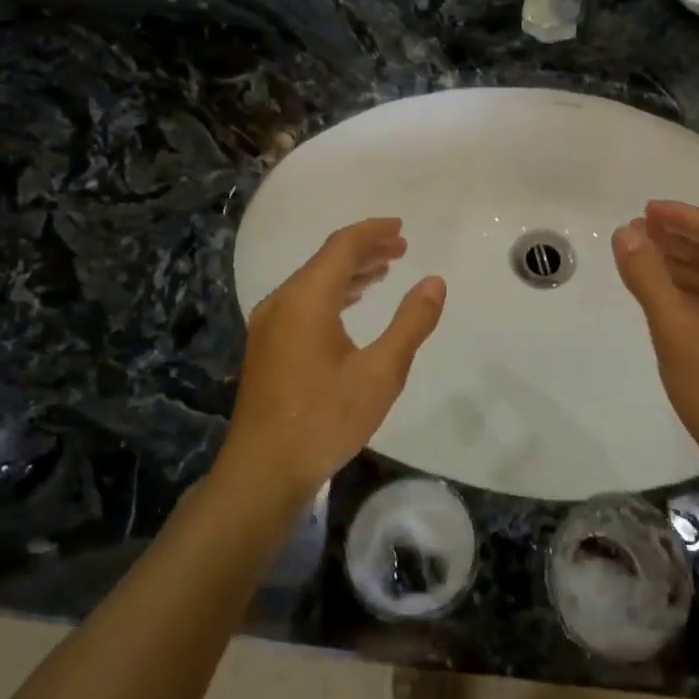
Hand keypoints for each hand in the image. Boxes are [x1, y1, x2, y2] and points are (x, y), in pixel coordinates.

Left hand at [218, 219, 445, 506]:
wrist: (263, 470)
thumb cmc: (325, 419)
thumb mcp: (381, 373)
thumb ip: (411, 323)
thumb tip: (434, 282)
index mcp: (306, 299)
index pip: (342, 246)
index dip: (374, 232)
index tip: (402, 228)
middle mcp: (282, 302)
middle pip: (326, 259)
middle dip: (365, 249)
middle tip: (401, 248)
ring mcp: (269, 324)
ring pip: (313, 281)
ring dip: (350, 271)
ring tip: (384, 271)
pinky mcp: (267, 345)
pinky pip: (303, 300)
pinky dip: (333, 292)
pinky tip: (351, 304)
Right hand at [612, 201, 698, 476]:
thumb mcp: (676, 331)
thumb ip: (648, 278)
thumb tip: (626, 233)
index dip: (681, 216)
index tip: (644, 209)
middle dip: (681, 237)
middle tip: (638, 229)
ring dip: (686, 263)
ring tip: (645, 253)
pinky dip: (696, 290)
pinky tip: (668, 291)